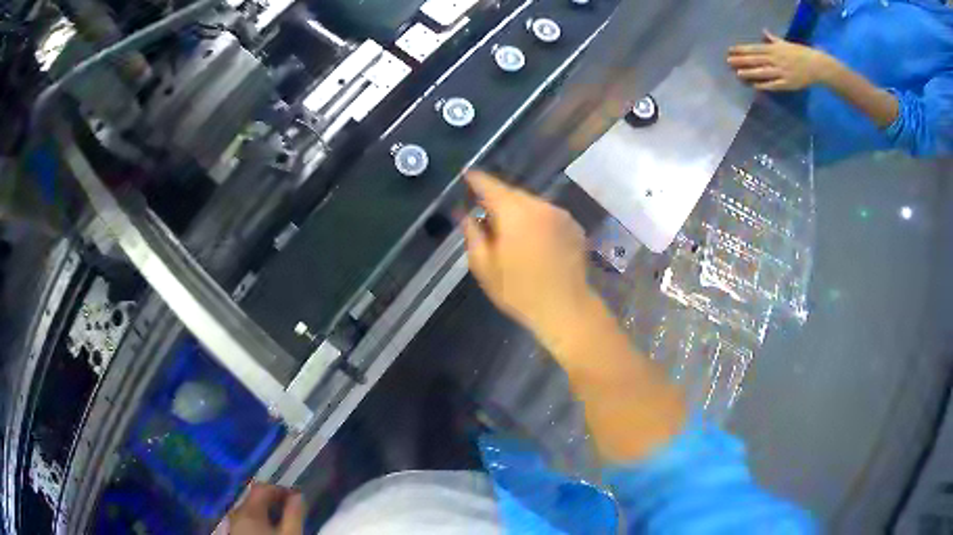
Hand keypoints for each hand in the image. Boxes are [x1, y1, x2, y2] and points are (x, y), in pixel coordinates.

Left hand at [227, 483, 302, 534]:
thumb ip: (294, 515)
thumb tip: (298, 496)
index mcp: (249, 511)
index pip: (262, 488)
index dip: (279, 489)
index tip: (296, 496)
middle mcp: (237, 513)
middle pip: (253, 498)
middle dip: (272, 500)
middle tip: (291, 507)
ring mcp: (233, 525)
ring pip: (248, 510)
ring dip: (265, 510)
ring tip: (282, 519)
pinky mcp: (234, 534)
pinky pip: (245, 520)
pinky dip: (258, 519)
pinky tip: (269, 529)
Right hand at [463, 171, 593, 340]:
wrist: (566, 309)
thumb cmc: (519, 292)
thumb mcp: (485, 267)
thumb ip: (472, 235)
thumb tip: (464, 214)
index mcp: (515, 213)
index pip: (491, 186)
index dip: (476, 180)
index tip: (466, 175)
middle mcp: (540, 206)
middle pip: (513, 193)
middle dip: (497, 199)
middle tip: (484, 212)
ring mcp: (560, 215)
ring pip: (531, 204)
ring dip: (517, 210)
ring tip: (507, 230)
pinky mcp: (574, 226)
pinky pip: (547, 215)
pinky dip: (535, 220)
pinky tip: (532, 240)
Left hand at [727, 30, 837, 90]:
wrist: (816, 65)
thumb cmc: (799, 53)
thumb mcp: (785, 43)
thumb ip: (773, 39)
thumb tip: (764, 31)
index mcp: (774, 49)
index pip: (754, 48)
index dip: (742, 49)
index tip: (730, 50)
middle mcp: (776, 59)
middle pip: (756, 60)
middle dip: (741, 61)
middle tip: (728, 61)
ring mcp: (782, 72)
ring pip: (763, 72)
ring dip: (750, 73)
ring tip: (737, 74)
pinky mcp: (788, 84)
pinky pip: (774, 85)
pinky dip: (764, 85)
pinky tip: (754, 86)